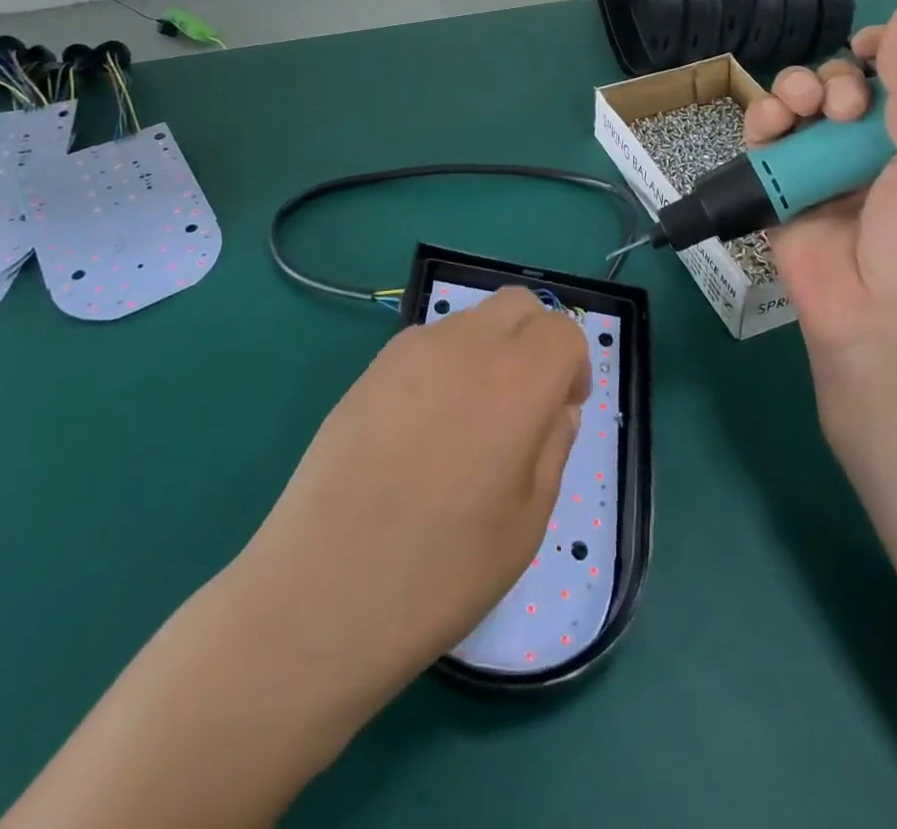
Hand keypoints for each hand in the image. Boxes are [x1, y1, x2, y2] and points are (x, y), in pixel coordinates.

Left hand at [234, 288, 590, 700]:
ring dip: (490, 349)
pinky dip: (446, 364)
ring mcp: (411, 350)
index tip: (563, 410)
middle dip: (536, 340)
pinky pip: (428, 343)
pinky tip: (425, 428)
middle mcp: (467, 345)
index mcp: (518, 379)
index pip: (563, 331)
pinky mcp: (371, 368)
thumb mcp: (527, 521)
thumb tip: (556, 408)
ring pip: (471, 320)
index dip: (573, 366)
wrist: (323, 591)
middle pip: (518, 305)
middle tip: (527, 403)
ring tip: (470, 421)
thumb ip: (553, 446)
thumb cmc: (442, 570)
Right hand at [744, 3, 896, 423]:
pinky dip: (761, 122)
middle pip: (839, 86)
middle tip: (843, 108)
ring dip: (794, 91)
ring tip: (801, 112)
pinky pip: (763, 142)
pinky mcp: (777, 191)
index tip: (870, 48)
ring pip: (796, 106)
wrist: (878, 330)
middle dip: (835, 79)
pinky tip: (770, 125)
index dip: (882, 54)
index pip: (896, 79)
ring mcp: (819, 171)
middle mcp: (867, 150)